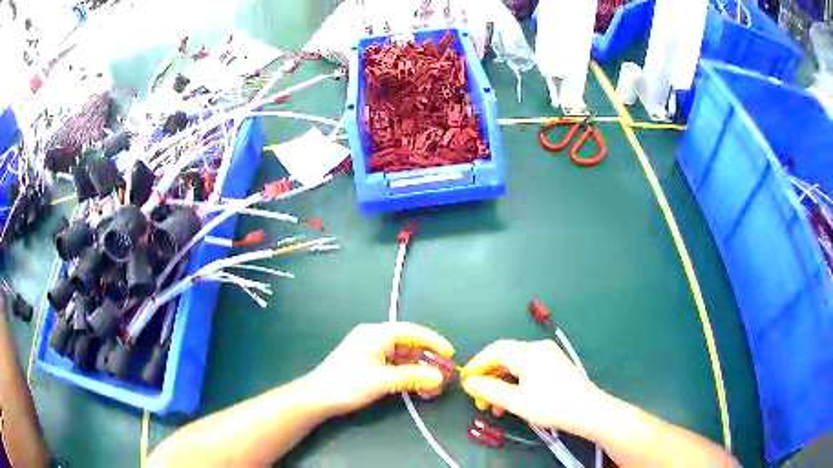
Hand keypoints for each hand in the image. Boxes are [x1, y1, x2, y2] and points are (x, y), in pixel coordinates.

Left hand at [304, 322, 454, 416]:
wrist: (318, 398)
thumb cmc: (348, 384)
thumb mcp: (383, 381)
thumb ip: (413, 377)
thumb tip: (440, 377)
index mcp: (376, 334)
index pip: (412, 332)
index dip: (433, 342)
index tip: (450, 354)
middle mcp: (375, 339)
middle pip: (409, 345)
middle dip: (427, 359)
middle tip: (445, 374)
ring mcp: (371, 352)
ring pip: (403, 357)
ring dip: (419, 369)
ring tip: (434, 384)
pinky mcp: (369, 366)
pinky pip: (395, 366)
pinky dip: (408, 375)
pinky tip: (418, 386)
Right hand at [460, 339, 604, 436]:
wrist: (588, 411)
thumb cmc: (551, 405)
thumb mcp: (517, 401)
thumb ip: (490, 390)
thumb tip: (469, 383)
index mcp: (528, 352)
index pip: (494, 350)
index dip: (477, 365)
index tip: (466, 384)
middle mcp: (537, 348)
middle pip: (505, 358)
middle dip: (489, 379)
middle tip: (480, 402)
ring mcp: (548, 356)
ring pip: (515, 366)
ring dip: (501, 385)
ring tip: (494, 408)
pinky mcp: (554, 365)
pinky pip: (527, 370)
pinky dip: (515, 384)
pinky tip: (512, 402)